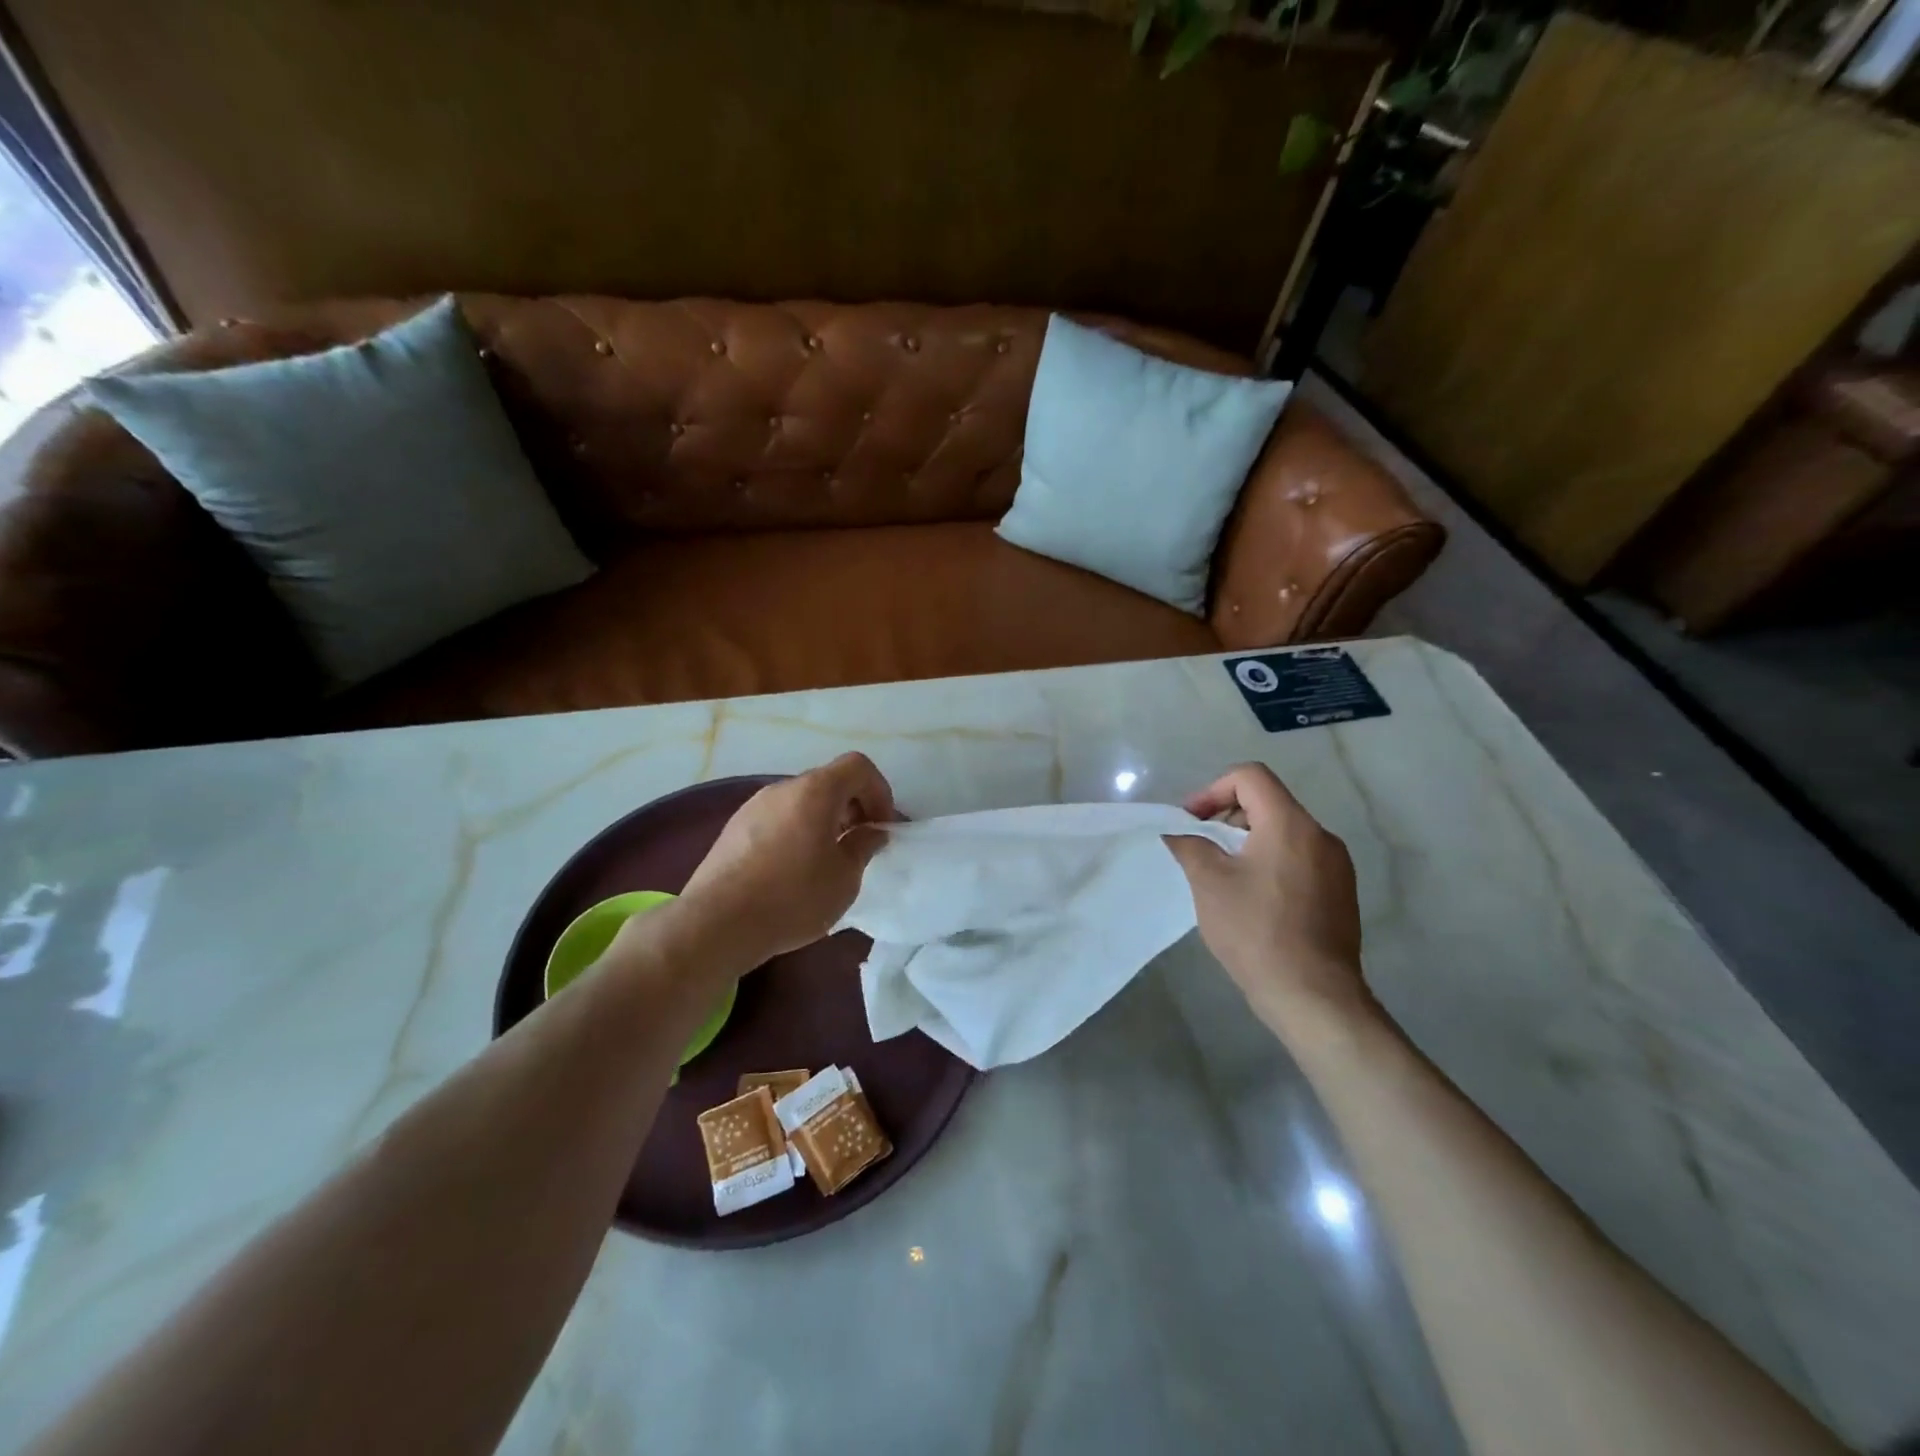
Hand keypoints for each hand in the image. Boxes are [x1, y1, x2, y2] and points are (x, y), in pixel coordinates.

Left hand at [674, 753, 895, 963]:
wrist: (716, 924)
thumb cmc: (793, 898)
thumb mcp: (844, 878)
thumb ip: (863, 846)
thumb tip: (871, 831)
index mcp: (815, 791)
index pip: (857, 766)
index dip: (879, 791)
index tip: (882, 827)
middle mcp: (782, 789)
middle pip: (827, 782)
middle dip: (852, 807)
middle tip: (860, 844)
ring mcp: (752, 807)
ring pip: (800, 802)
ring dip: (823, 821)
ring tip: (827, 861)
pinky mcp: (733, 830)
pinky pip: (777, 820)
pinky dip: (796, 832)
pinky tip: (793, 872)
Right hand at [1164, 763, 1374, 1037]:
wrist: (1312, 995)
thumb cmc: (1255, 931)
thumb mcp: (1209, 883)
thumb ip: (1189, 845)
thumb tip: (1176, 831)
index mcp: (1290, 824)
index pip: (1250, 777)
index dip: (1212, 790)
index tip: (1191, 821)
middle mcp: (1320, 835)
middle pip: (1268, 802)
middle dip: (1227, 815)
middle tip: (1201, 846)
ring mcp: (1336, 865)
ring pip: (1284, 831)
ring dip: (1248, 840)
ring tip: (1223, 873)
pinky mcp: (1341, 892)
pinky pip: (1300, 858)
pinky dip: (1271, 861)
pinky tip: (1253, 898)